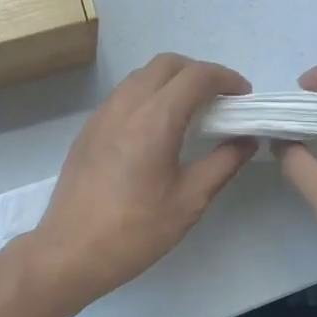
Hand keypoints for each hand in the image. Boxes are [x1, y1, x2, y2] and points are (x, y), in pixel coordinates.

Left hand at [20, 54, 255, 310]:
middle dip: (198, 72)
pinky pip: (122, 96)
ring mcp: (101, 116)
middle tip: (220, 100)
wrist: (70, 252)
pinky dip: (147, 96)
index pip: (196, 76)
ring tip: (191, 111)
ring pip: (140, 77)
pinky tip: (157, 129)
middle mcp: (125, 106)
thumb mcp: (189, 201)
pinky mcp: (87, 131)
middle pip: (166, 64)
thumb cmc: (135, 231)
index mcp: (154, 120)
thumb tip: (246, 140)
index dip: (226, 78)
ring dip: (170, 81)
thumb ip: (222, 164)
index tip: (243, 97)